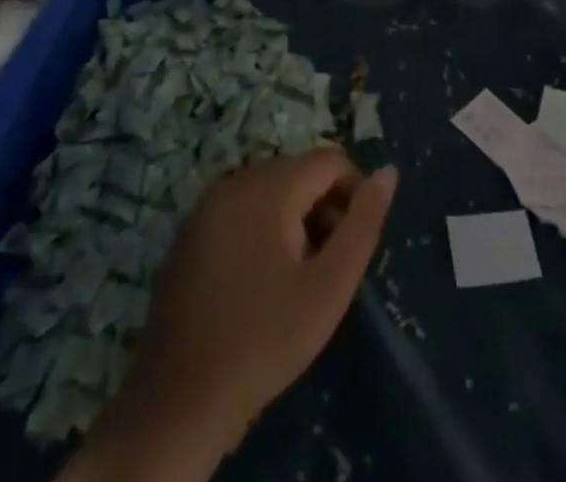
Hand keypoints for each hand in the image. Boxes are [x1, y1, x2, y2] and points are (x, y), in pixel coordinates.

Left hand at [127, 149, 397, 454]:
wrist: (176, 405)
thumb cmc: (264, 342)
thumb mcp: (329, 287)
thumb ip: (363, 224)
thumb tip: (388, 171)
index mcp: (269, 185)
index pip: (330, 160)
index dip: (354, 194)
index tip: (353, 245)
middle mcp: (235, 179)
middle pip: (299, 173)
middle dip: (323, 208)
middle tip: (326, 268)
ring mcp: (205, 205)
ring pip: (270, 191)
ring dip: (294, 220)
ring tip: (296, 279)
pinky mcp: (188, 233)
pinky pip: (240, 210)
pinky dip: (261, 230)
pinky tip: (259, 284)